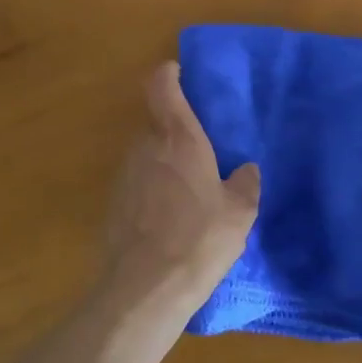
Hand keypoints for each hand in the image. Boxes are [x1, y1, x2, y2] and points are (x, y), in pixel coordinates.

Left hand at [102, 62, 260, 320]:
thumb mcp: (239, 213)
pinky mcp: (113, 202)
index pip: (161, 85)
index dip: (169, 74)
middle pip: (156, 120)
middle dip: (176, 128)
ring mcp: (125, 174)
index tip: (181, 74)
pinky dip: (152, 187)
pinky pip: (137, 181)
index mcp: (178, 137)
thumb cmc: (199, 239)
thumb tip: (247, 170)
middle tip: (202, 147)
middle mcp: (146, 146)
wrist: (145, 288)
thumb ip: (245, 184)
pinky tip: (170, 216)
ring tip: (189, 186)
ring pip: (146, 152)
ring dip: (164, 160)